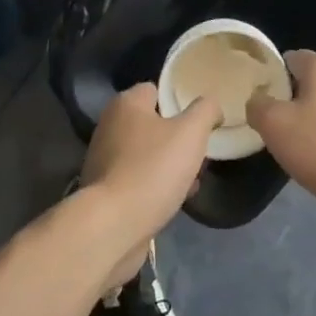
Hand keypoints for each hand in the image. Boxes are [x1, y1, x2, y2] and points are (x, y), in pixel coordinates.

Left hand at [79, 84, 219, 287]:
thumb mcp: (191, 132)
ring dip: (171, 165)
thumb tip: (211, 105)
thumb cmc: (153, 169)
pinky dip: (157, 186)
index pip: (156, 89)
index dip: (181, 101)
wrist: (113, 227)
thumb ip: (206, 110)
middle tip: (201, 153)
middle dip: (180, 138)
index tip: (201, 120)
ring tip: (194, 180)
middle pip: (155, 123)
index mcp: (126, 104)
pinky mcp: (106, 191)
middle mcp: (110, 126)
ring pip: (149, 154)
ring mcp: (105, 160)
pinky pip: (139, 179)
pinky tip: (176, 199)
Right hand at [247, 51, 315, 224]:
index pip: (290, 58)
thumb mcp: (275, 126)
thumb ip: (258, 106)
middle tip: (279, 123)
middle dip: (295, 97)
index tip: (262, 103)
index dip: (272, 77)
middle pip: (311, 78)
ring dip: (314, 116)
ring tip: (300, 144)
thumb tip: (258, 99)